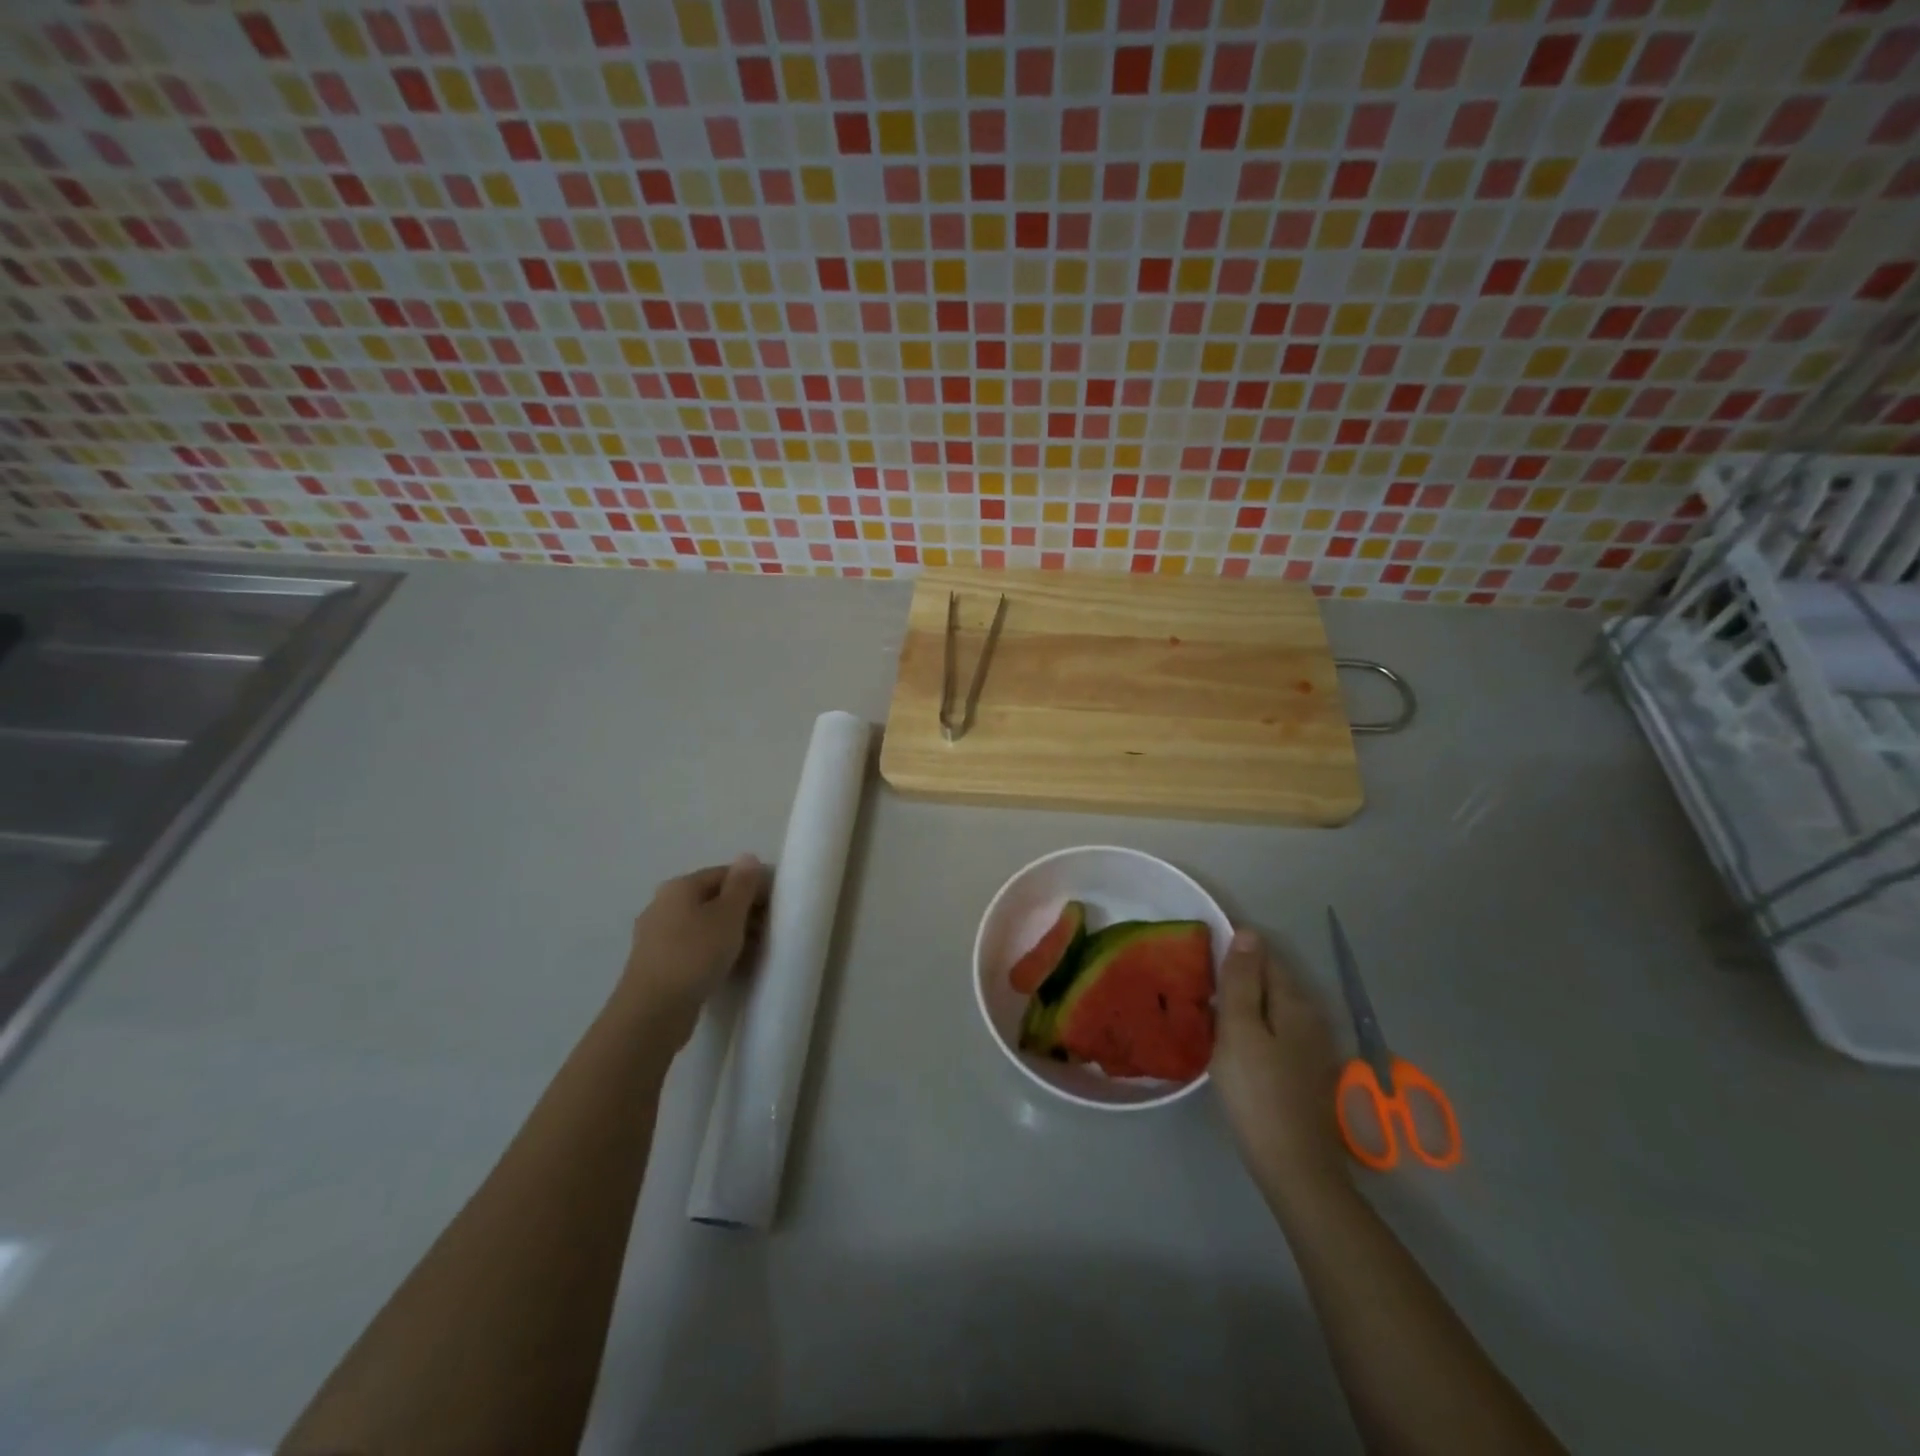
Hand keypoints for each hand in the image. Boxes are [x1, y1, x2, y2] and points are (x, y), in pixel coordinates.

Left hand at [616, 856, 768, 1044]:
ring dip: (730, 934)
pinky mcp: (657, 964)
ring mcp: (656, 936)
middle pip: (712, 899)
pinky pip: (693, 948)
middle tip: (769, 930)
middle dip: (743, 912)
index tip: (776, 905)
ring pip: (703, 926)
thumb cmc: (695, 955)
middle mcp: (663, 905)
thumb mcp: (728, 915)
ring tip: (754, 952)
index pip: (724, 874)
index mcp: (679, 887)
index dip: (753, 885)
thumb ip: (742, 884)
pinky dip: (713, 952)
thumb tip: (748, 856)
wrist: (653, 1012)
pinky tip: (730, 967)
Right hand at [1213, 928, 1349, 1199]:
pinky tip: (1231, 1042)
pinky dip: (1252, 1027)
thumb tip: (1248, 932)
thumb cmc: (1258, 1092)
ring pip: (1271, 1008)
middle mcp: (1309, 1017)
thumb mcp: (1240, 1029)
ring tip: (1206, 1009)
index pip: (1263, 956)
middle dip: (1237, 975)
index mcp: (1294, 1002)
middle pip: (1270, 981)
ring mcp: (1311, 1047)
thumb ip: (1242, 981)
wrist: (1294, 1168)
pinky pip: (1274, 1032)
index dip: (1233, 949)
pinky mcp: (1304, 1072)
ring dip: (1243, 1003)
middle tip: (1195, 981)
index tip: (1198, 954)